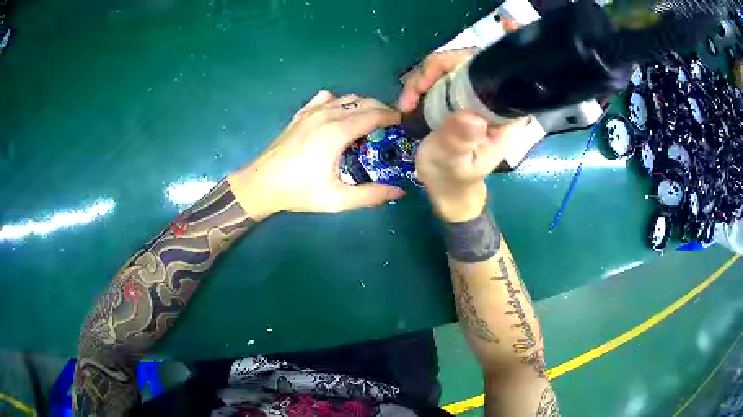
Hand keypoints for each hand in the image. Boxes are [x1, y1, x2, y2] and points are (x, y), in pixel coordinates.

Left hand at [228, 90, 404, 219]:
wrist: (262, 184)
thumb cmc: (299, 191)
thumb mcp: (337, 199)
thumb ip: (370, 195)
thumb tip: (399, 192)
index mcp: (338, 132)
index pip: (374, 114)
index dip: (391, 116)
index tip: (401, 124)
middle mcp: (327, 114)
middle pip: (363, 102)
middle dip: (381, 109)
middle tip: (389, 125)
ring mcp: (311, 111)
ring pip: (346, 97)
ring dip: (362, 105)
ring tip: (368, 121)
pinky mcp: (301, 114)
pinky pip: (326, 98)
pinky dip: (339, 101)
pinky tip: (338, 115)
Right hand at [397, 49, 527, 221]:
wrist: (444, 187)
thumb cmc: (453, 178)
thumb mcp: (454, 163)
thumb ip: (461, 140)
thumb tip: (470, 115)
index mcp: (504, 116)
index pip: (508, 75)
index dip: (502, 51)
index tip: (504, 25)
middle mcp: (492, 99)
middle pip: (472, 61)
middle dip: (440, 67)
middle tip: (414, 92)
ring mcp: (472, 95)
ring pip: (451, 65)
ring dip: (424, 76)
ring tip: (407, 101)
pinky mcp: (455, 95)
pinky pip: (438, 75)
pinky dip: (419, 82)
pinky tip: (409, 100)